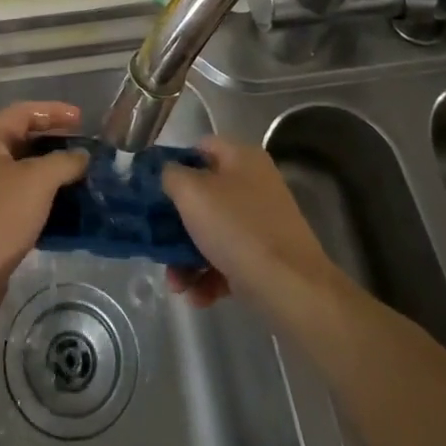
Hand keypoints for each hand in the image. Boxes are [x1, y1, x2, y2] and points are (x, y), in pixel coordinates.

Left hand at [0, 102, 90, 330]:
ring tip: (80, 179)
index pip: (23, 112)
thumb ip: (63, 162)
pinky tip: (63, 209)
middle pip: (21, 139)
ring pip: (21, 171)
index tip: (83, 120)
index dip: (54, 111)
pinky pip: (18, 198)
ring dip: (50, 172)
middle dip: (54, 142)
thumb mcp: (37, 182)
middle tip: (85, 150)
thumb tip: (81, 156)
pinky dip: (41, 198)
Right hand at [160, 136, 340, 316]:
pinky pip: (228, 259)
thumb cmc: (237, 229)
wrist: (292, 288)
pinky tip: (197, 297)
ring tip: (175, 284)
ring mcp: (262, 222)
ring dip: (186, 258)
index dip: (173, 164)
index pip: (199, 148)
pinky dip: (209, 276)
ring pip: (212, 231)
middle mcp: (254, 184)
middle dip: (175, 223)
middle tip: (157, 242)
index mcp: (241, 158)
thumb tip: (167, 174)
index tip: (152, 189)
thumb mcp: (192, 193)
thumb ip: (170, 175)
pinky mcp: (266, 257)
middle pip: (202, 195)